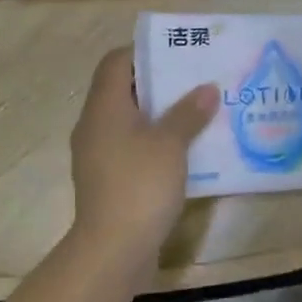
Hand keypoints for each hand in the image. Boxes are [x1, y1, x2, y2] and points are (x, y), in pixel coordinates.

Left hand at [68, 49, 217, 272]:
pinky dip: (156, 143)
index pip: (116, 62)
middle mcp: (95, 126)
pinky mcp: (109, 181)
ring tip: (198, 112)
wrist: (113, 249)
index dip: (144, 51)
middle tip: (197, 81)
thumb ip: (188, 113)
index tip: (178, 53)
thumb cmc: (139, 185)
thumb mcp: (170, 144)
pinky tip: (186, 151)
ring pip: (130, 123)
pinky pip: (133, 149)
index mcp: (104, 108)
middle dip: (160, 84)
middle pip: (124, 91)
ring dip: (161, 116)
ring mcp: (99, 156)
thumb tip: (207, 88)